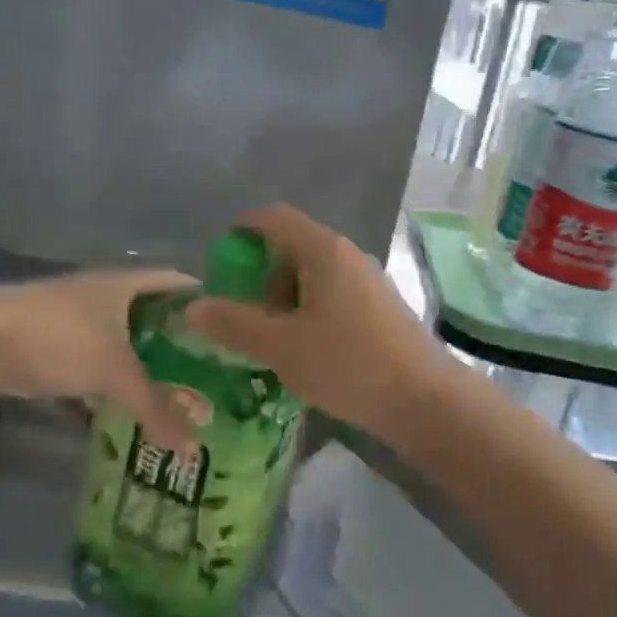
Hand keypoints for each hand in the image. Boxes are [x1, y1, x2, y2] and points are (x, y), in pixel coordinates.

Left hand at [0, 269, 199, 450]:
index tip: (236, 332)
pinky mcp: (50, 348)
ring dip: (147, 367)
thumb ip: (157, 408)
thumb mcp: (114, 372)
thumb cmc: (56, 338)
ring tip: (180, 397)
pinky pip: (97, 364)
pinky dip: (114, 384)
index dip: (209, 304)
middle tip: (215, 376)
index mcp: (127, 284)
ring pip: (124, 344)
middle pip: (155, 317)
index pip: (182, 284)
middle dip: (182, 345)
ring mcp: (75, 321)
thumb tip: (195, 449)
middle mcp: (105, 296)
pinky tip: (129, 409)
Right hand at [185, 205, 448, 437]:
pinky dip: (308, 312)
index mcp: (324, 250)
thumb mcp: (281, 347)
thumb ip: (234, 324)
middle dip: (260, 275)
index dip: (241, 231)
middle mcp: (347, 256)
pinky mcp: (379, 307)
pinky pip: (332, 296)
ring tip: (269, 340)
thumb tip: (192, 306)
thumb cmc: (348, 364)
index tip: (218, 264)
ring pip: (313, 275)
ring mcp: (368, 281)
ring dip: (283, 299)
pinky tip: (303, 351)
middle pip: (292, 246)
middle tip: (240, 314)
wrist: (424, 398)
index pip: (274, 218)